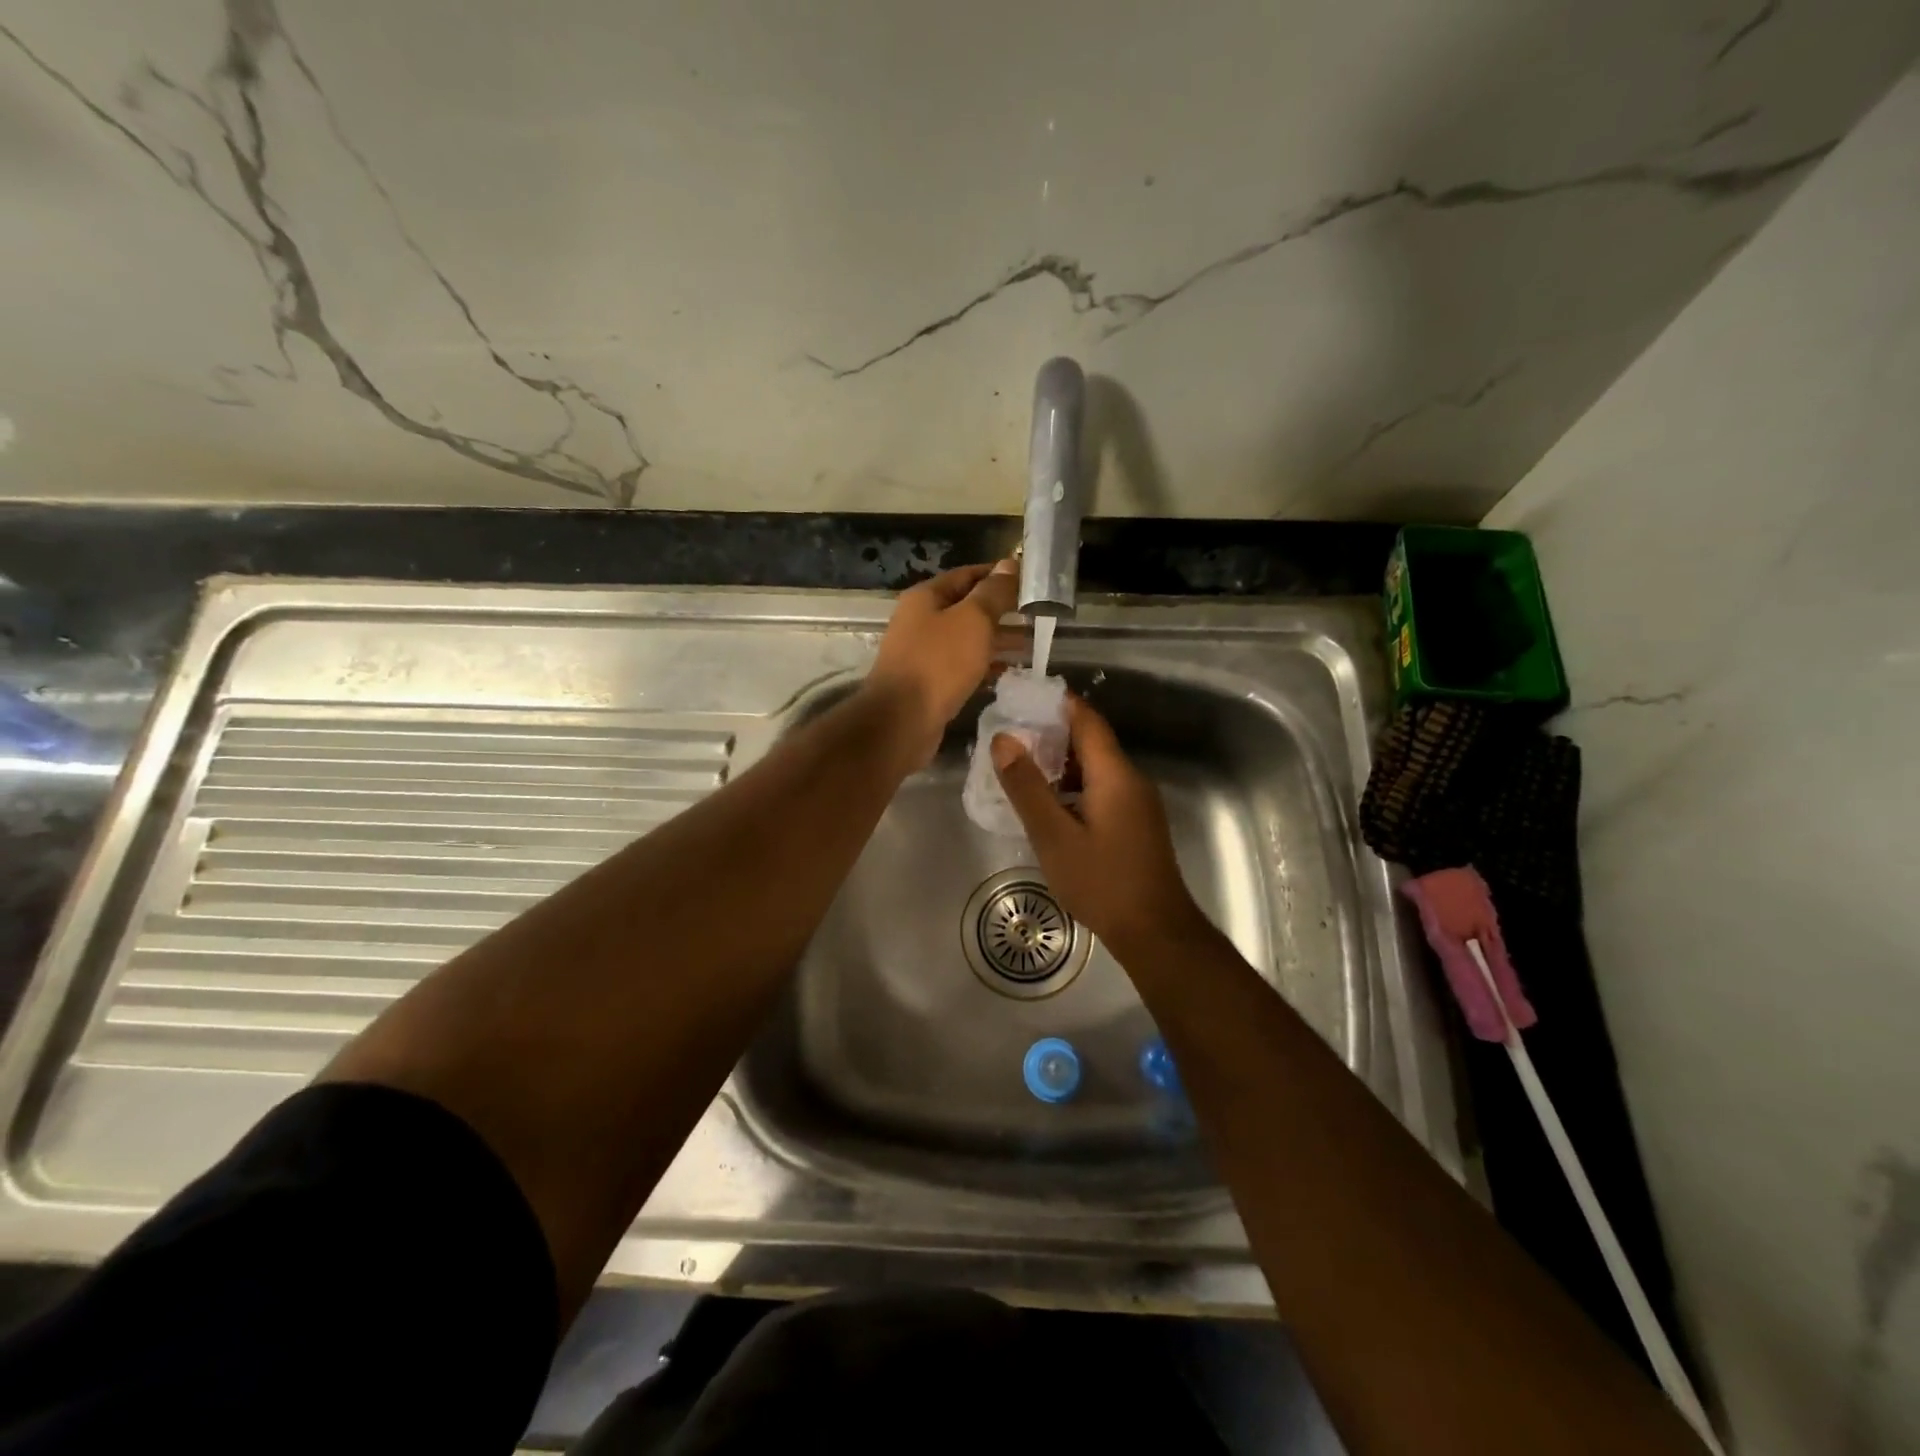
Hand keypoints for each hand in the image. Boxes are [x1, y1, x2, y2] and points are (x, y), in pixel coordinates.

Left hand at [865, 560, 1020, 765]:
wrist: (902, 720)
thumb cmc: (939, 663)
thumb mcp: (973, 620)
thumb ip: (993, 593)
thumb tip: (1009, 565)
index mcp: (926, 597)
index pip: (967, 575)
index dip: (998, 576)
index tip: (1030, 582)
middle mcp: (920, 621)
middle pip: (966, 608)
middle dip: (1000, 611)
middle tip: (1036, 615)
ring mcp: (922, 653)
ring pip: (966, 639)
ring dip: (996, 640)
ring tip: (1030, 644)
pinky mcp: (928, 683)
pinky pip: (961, 666)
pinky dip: (984, 665)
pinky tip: (1008, 672)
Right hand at [991, 697, 1207, 958]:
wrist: (1155, 932)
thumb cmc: (1102, 882)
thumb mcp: (1053, 835)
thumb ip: (1027, 787)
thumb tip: (1003, 740)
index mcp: (1114, 774)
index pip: (1086, 719)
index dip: (1055, 703)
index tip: (1020, 698)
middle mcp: (1130, 779)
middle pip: (1091, 741)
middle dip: (1050, 734)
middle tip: (1008, 737)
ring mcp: (1137, 803)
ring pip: (1095, 768)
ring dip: (1060, 763)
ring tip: (1019, 768)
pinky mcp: (1136, 824)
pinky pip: (1102, 790)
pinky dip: (1073, 786)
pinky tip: (1047, 804)